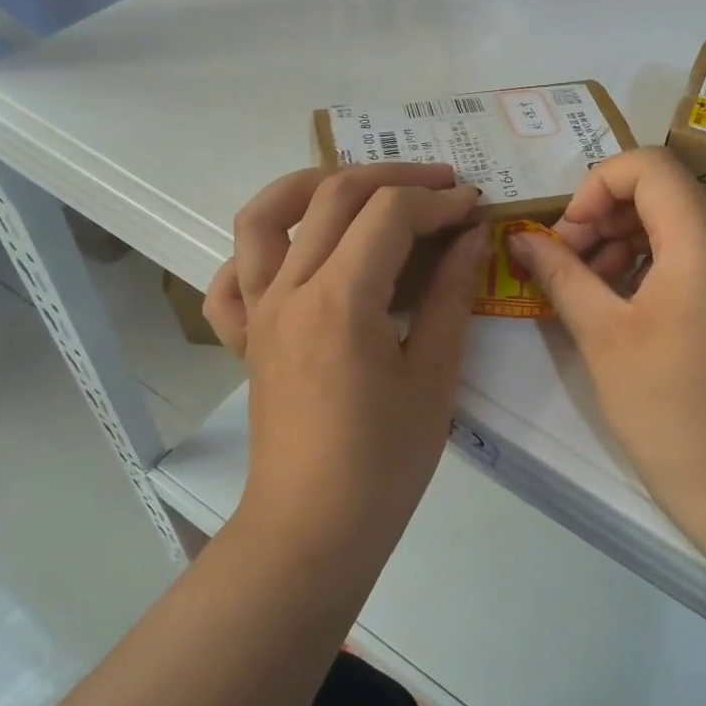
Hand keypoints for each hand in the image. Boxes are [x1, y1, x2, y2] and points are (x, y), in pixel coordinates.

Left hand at [204, 163, 486, 549]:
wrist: (314, 528)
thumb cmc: (384, 461)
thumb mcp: (434, 376)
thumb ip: (451, 295)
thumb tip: (471, 238)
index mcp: (341, 298)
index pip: (389, 213)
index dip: (438, 201)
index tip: (475, 207)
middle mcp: (289, 289)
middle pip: (334, 195)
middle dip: (394, 178)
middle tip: (440, 187)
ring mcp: (258, 312)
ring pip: (265, 216)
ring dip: (311, 184)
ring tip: (356, 186)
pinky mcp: (245, 338)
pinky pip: (231, 281)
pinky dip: (255, 254)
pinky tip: (291, 257)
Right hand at [508, 147, 705, 524]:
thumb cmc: (664, 405)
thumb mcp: (600, 333)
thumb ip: (559, 273)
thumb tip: (520, 238)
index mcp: (704, 242)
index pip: (649, 167)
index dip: (596, 186)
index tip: (568, 234)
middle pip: (665, 193)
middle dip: (606, 217)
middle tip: (568, 264)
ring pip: (681, 226)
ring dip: (628, 242)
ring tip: (592, 290)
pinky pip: (700, 258)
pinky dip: (657, 265)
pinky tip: (627, 308)